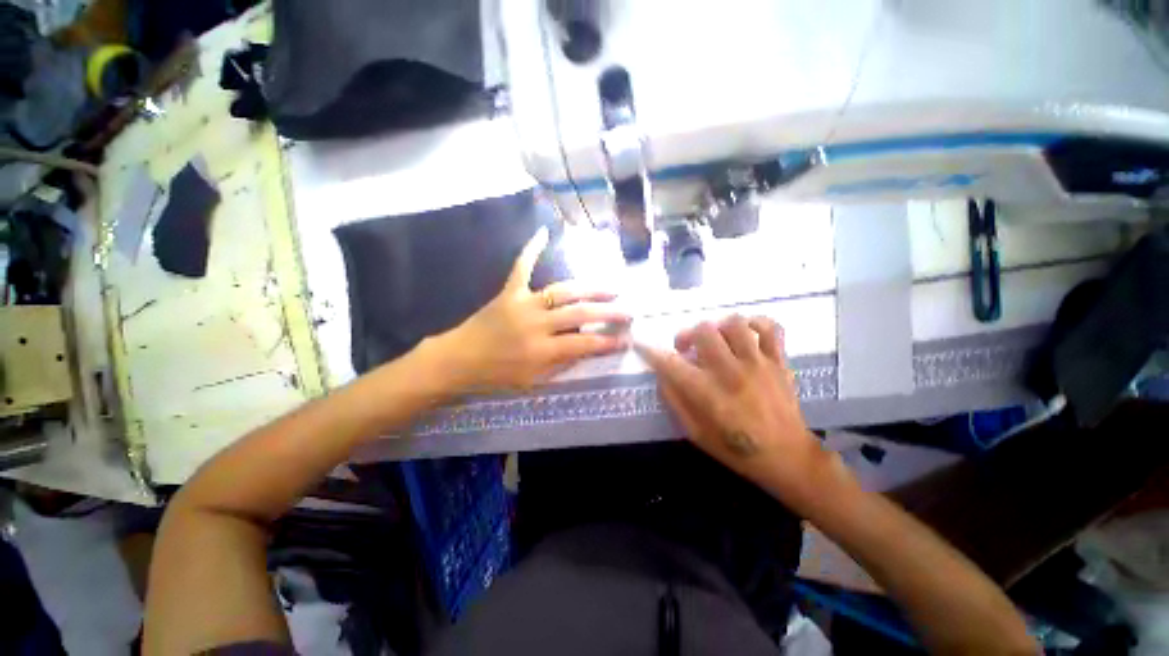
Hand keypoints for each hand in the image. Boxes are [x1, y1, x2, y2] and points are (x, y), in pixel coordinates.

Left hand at [440, 227, 630, 390]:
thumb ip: (560, 364)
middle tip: (628, 310)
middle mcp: (536, 323)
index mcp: (542, 350)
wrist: (459, 361)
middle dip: (608, 312)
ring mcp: (523, 303)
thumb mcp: (532, 381)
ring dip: (590, 289)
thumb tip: (586, 349)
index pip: (584, 344)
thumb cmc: (496, 376)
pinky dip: (531, 249)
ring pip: (563, 291)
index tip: (627, 339)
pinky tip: (543, 232)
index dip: (607, 342)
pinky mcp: (509, 292)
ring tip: (611, 288)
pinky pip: (521, 267)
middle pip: (580, 314)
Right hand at [636, 315, 826, 499]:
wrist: (787, 457)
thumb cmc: (736, 448)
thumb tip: (662, 374)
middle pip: (703, 331)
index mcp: (707, 393)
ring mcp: (757, 363)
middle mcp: (731, 372)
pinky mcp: (778, 361)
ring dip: (717, 327)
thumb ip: (674, 401)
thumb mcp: (695, 432)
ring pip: (734, 323)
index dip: (651, 352)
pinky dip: (754, 323)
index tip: (643, 346)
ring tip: (715, 340)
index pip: (670, 363)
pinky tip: (744, 333)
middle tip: (687, 348)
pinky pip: (769, 327)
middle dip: (687, 335)